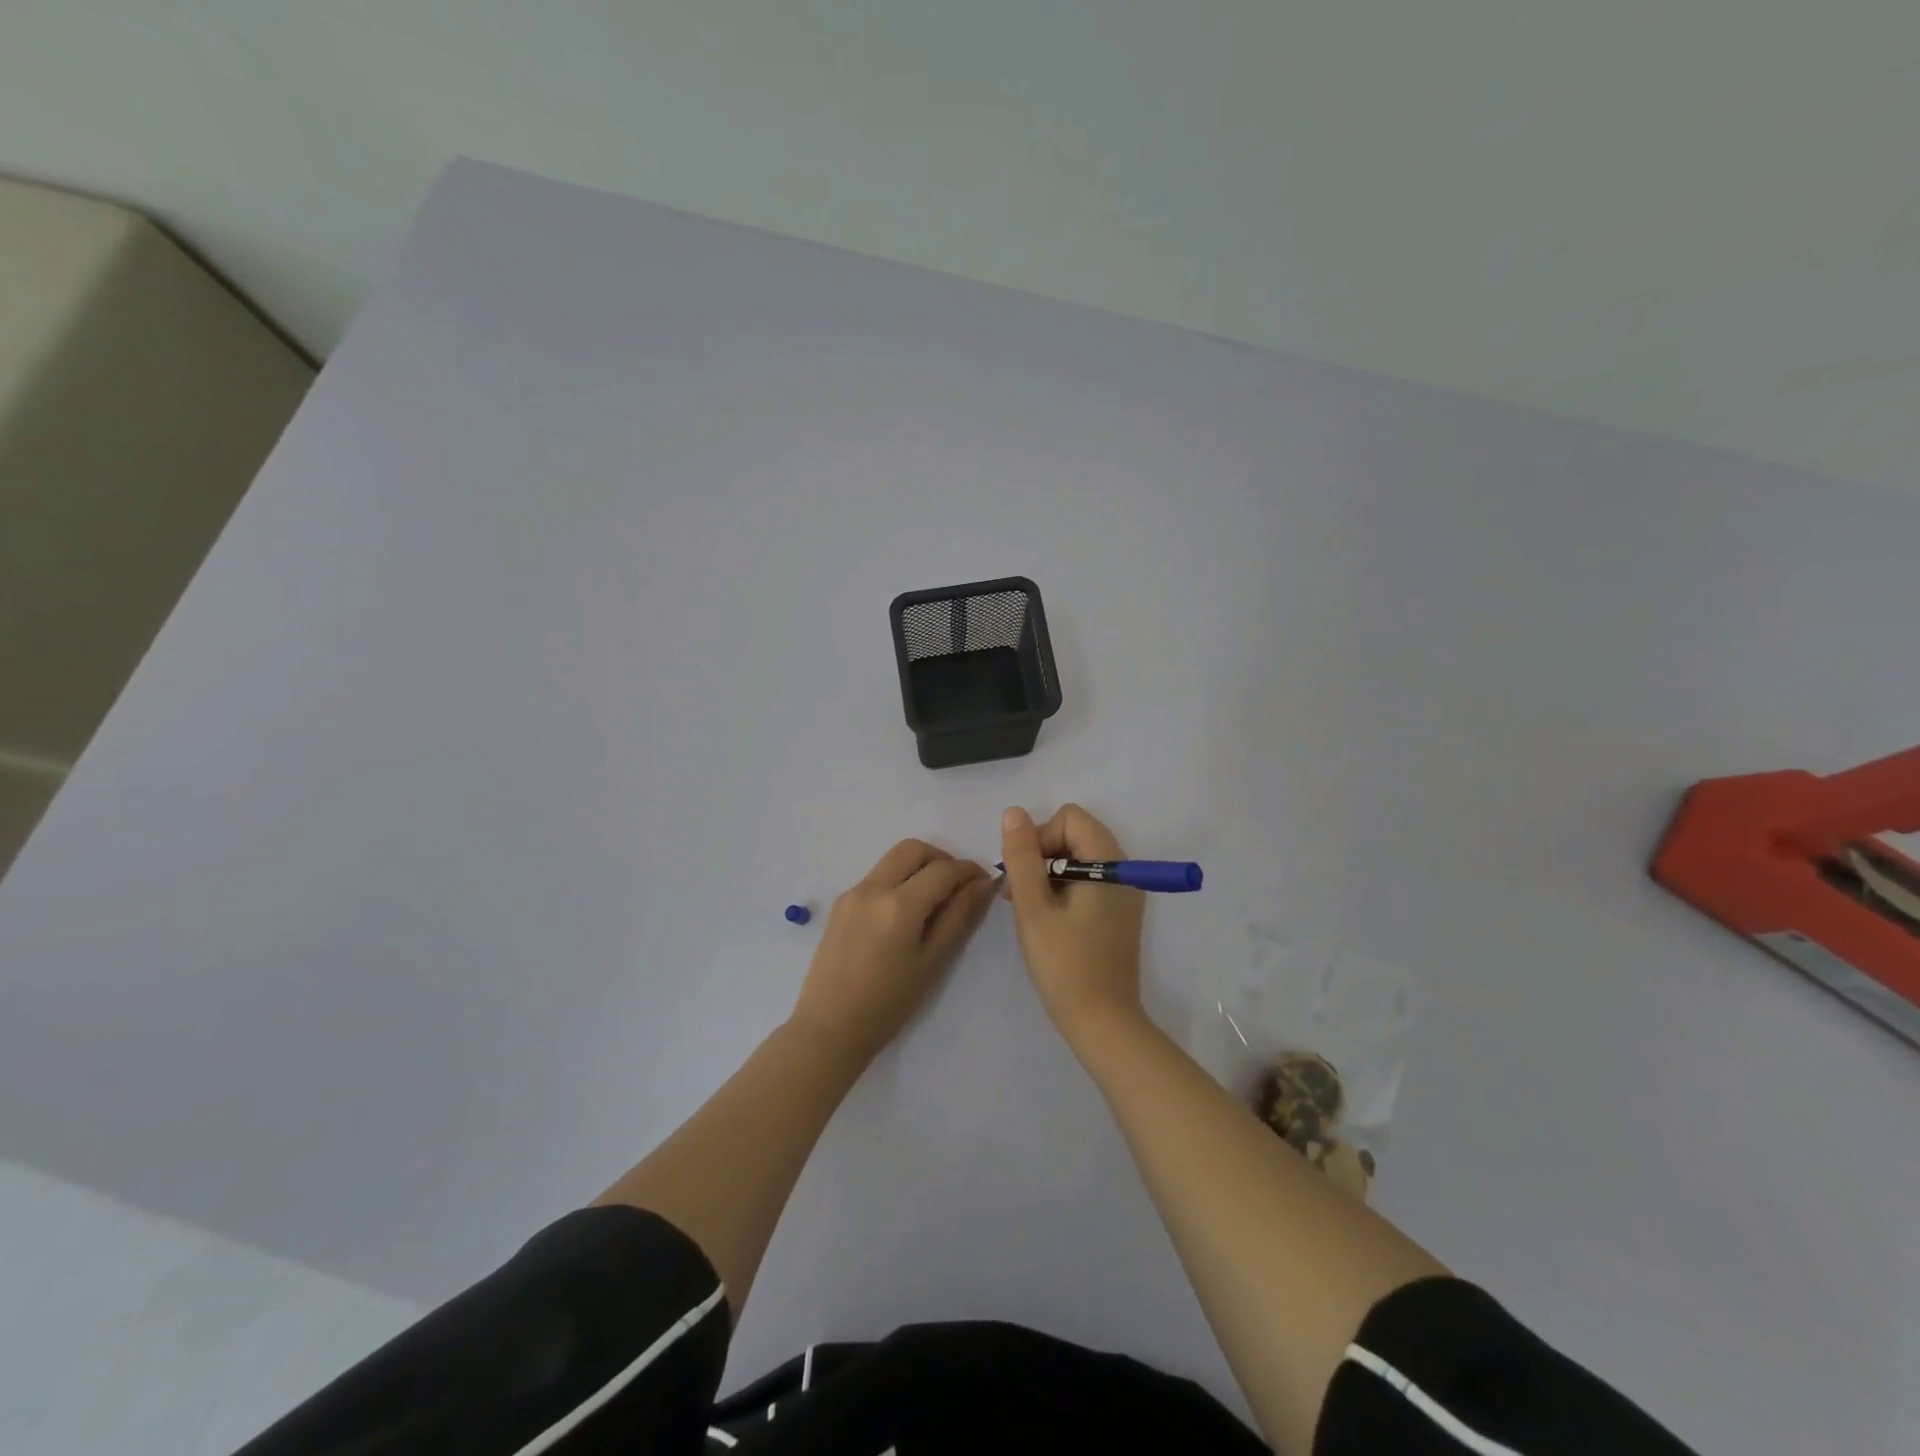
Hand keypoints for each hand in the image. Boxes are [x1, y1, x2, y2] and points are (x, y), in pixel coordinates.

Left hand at [789, 839, 994, 1062]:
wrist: (829, 1028)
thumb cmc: (888, 1004)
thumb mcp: (932, 962)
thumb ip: (958, 917)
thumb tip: (983, 884)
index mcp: (899, 905)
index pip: (943, 870)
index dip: (968, 871)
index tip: (984, 882)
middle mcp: (873, 888)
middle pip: (913, 849)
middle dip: (941, 859)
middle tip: (957, 886)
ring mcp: (852, 893)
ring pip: (892, 860)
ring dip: (918, 867)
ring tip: (933, 901)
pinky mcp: (840, 903)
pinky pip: (876, 877)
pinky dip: (897, 881)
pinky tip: (904, 915)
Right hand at [1000, 804, 1145, 1039]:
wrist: (1102, 1023)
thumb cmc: (1065, 964)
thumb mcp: (1034, 908)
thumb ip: (1022, 856)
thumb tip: (1014, 813)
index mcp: (1109, 863)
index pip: (1069, 819)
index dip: (1040, 837)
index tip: (1023, 875)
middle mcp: (1123, 870)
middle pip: (1075, 834)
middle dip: (1041, 855)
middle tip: (1019, 893)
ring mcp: (1123, 893)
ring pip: (1078, 858)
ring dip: (1048, 873)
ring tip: (1027, 908)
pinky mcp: (1118, 913)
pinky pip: (1087, 880)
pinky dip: (1062, 888)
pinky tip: (1045, 918)